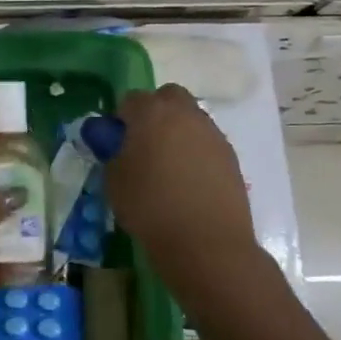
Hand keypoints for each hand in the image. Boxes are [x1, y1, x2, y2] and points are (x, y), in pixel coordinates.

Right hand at [106, 85, 256, 269]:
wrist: (206, 242)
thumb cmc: (150, 207)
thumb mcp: (114, 180)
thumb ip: (110, 151)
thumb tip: (112, 140)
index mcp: (152, 113)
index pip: (130, 99)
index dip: (120, 118)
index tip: (116, 142)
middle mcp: (185, 114)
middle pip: (167, 97)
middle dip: (154, 112)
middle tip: (143, 143)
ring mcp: (212, 133)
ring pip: (190, 118)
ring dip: (176, 130)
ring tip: (167, 165)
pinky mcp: (230, 155)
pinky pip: (206, 141)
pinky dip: (194, 151)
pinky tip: (187, 180)